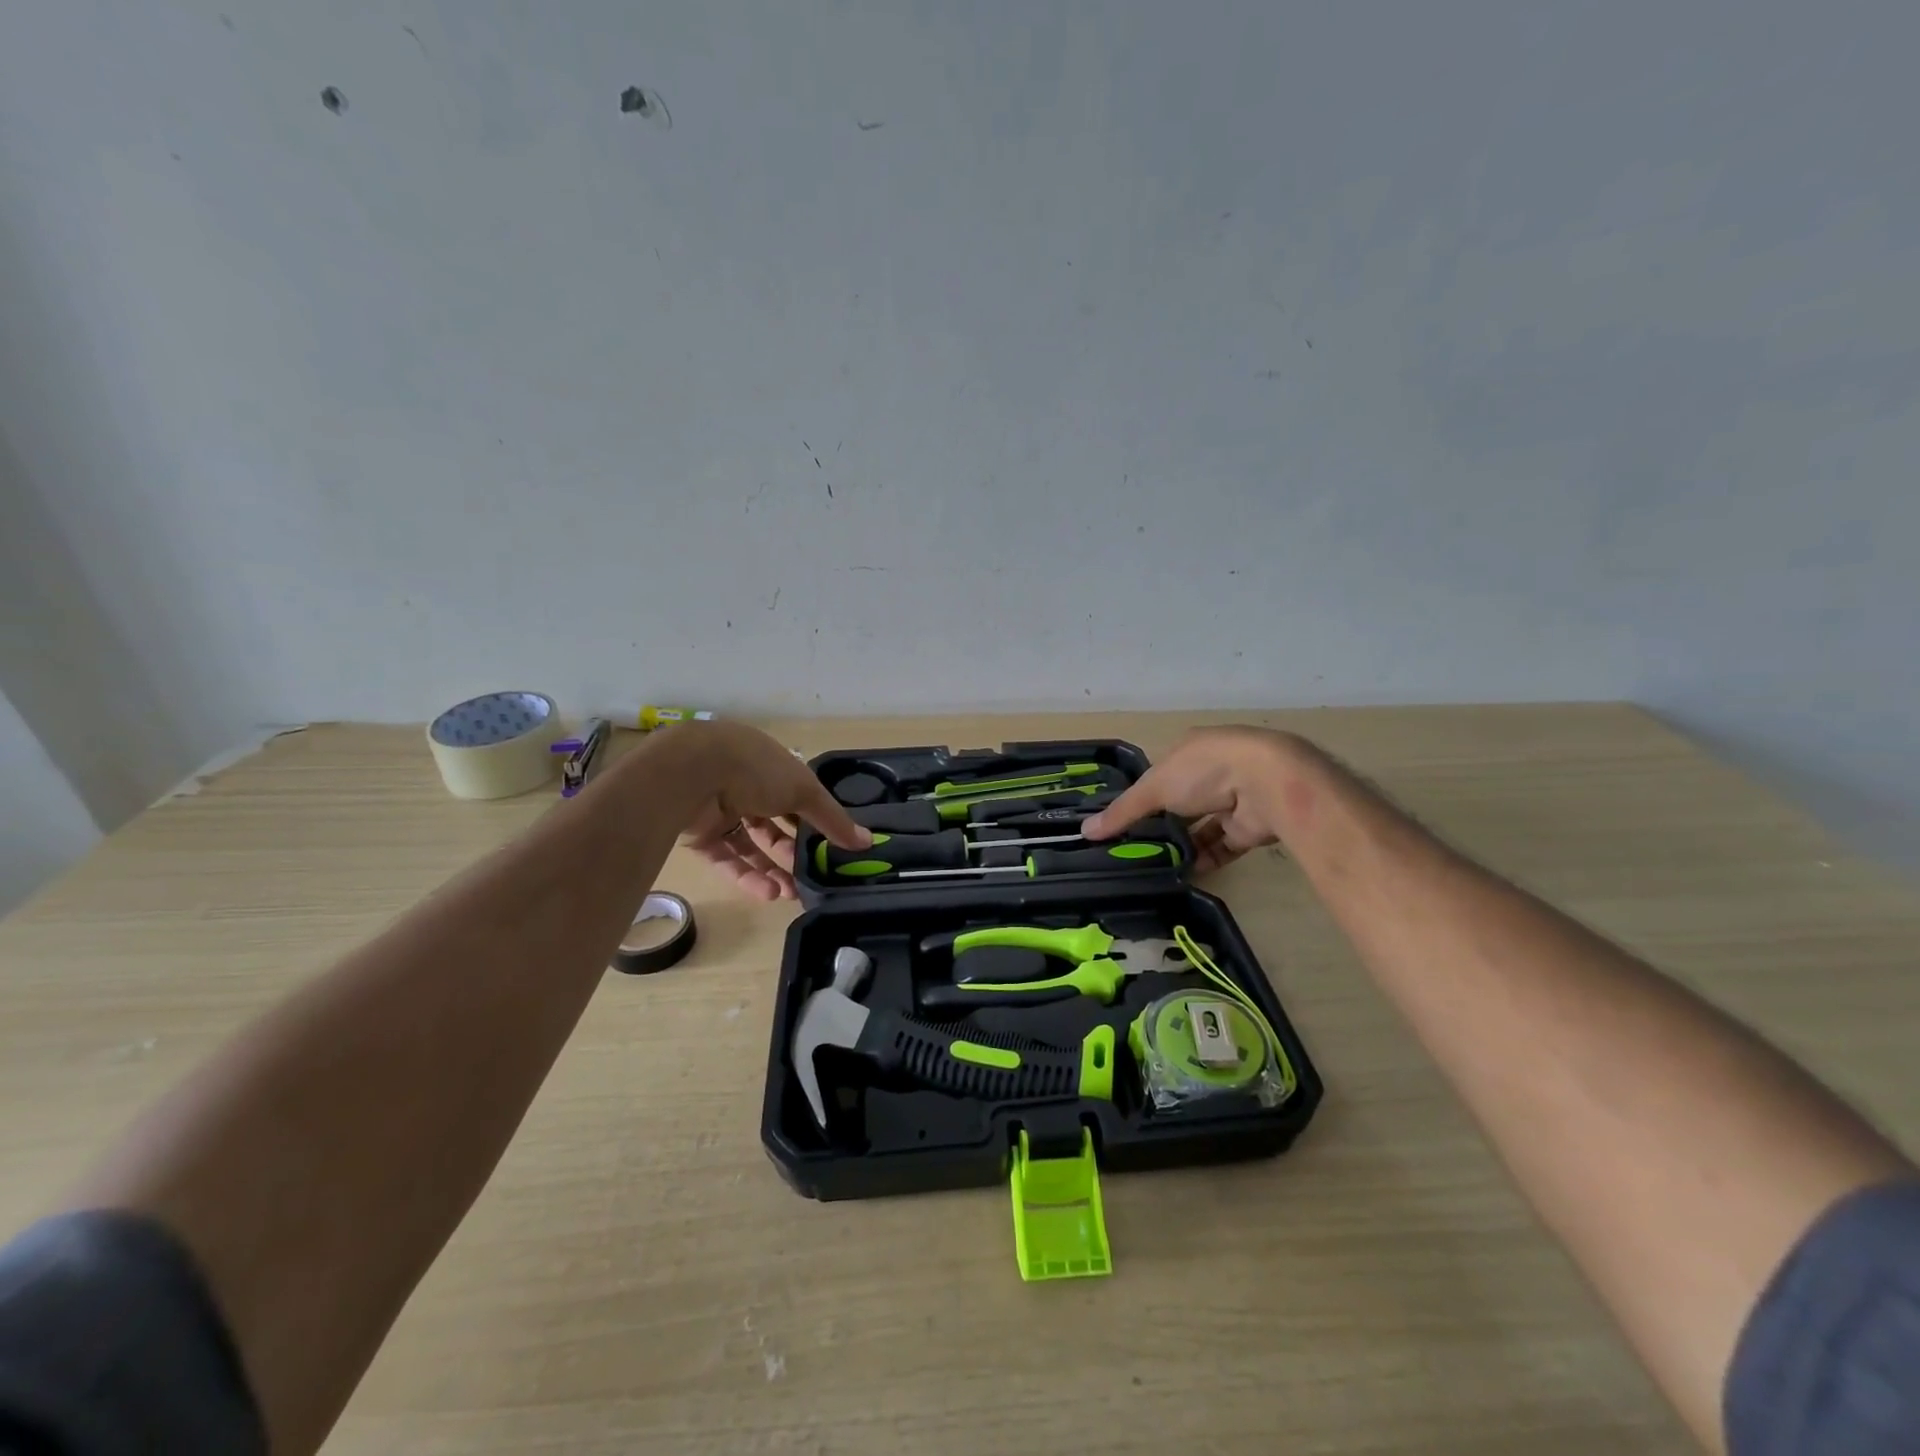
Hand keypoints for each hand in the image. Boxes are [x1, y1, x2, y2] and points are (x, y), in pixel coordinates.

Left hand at [666, 723, 870, 900]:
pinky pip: (728, 859)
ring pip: (751, 846)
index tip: (833, 848)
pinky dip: (748, 876)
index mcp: (771, 767)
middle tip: (813, 879)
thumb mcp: (805, 791)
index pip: (798, 797)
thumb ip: (834, 819)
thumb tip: (868, 842)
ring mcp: (720, 811)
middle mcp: (745, 786)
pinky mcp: (700, 836)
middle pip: (775, 825)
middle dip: (794, 853)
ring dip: (773, 870)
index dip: (816, 822)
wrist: (690, 774)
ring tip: (793, 894)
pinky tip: (769, 894)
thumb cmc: (757, 770)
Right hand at [1083, 727, 1301, 873]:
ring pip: (1202, 825)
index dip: (1142, 795)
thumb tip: (1085, 831)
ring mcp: (1234, 799)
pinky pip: (1222, 846)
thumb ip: (1123, 811)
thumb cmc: (1204, 771)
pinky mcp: (1249, 827)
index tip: (1122, 820)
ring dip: (1183, 843)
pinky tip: (1183, 874)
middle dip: (1162, 822)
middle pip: (1182, 800)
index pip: (1160, 773)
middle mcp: (1213, 772)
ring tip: (1155, 864)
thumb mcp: (1154, 787)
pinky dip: (1205, 859)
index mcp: (1190, 751)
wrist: (1267, 785)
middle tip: (1135, 847)